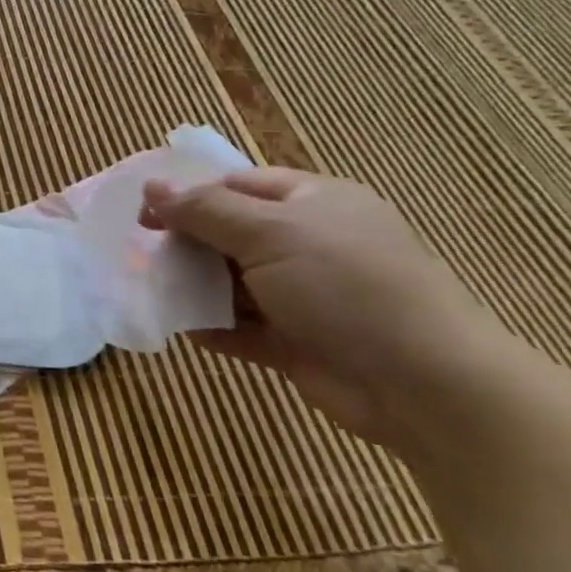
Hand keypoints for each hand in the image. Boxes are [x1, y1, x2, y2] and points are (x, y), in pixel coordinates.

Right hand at [142, 169, 505, 449]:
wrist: (424, 385)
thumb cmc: (345, 286)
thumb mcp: (269, 233)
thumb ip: (204, 210)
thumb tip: (151, 186)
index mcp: (312, 202)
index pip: (237, 186)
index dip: (188, 196)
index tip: (145, 216)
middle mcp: (307, 244)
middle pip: (230, 234)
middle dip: (187, 245)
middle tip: (146, 258)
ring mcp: (304, 296)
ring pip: (232, 282)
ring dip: (195, 288)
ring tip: (155, 293)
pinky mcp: (297, 342)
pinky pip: (242, 327)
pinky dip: (213, 328)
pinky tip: (185, 330)